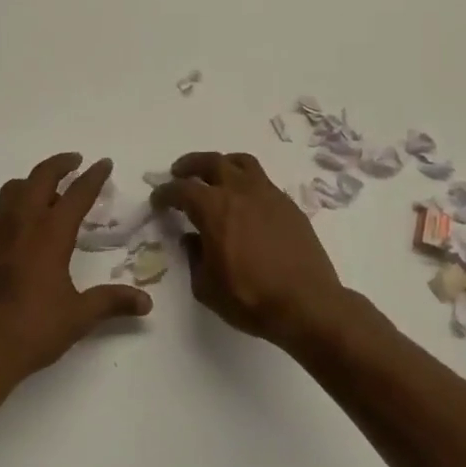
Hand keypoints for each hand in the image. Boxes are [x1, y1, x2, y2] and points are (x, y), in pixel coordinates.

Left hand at [0, 153, 153, 388]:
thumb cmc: (32, 330)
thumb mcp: (79, 317)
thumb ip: (112, 302)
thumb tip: (146, 302)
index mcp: (49, 236)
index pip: (75, 195)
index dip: (92, 177)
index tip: (104, 163)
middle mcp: (22, 226)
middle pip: (39, 178)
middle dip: (59, 164)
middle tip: (75, 161)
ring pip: (13, 190)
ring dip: (33, 180)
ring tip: (49, 188)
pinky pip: (1, 212)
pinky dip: (17, 203)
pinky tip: (27, 226)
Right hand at [152, 152, 346, 344]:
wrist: (308, 304)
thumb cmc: (251, 298)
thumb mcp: (206, 287)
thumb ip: (194, 258)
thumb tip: (193, 240)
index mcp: (213, 209)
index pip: (181, 190)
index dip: (165, 193)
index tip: (158, 200)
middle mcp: (239, 192)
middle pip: (211, 162)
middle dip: (190, 165)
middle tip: (180, 172)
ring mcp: (268, 195)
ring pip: (241, 163)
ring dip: (222, 164)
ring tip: (216, 174)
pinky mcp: (288, 205)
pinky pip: (263, 181)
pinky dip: (247, 182)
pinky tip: (245, 200)